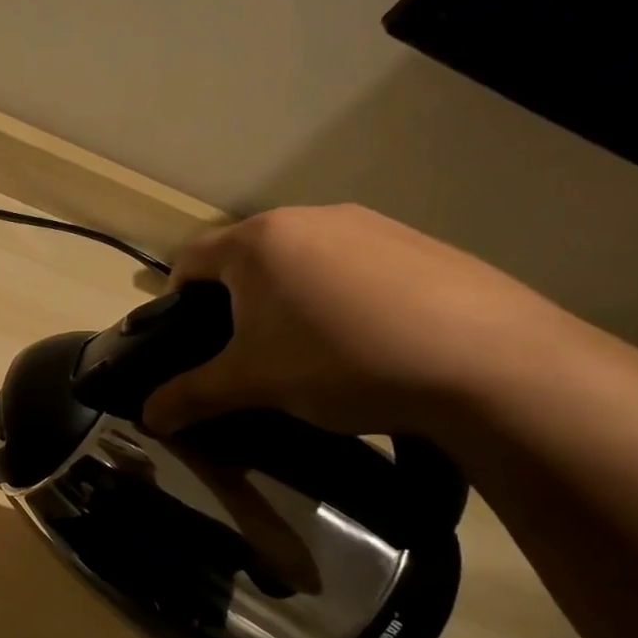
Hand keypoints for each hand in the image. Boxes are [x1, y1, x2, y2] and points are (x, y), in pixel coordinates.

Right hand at [140, 205, 580, 438]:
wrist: (489, 364)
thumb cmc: (339, 361)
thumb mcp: (251, 385)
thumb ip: (190, 397)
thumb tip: (148, 419)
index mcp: (258, 241)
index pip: (188, 260)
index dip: (174, 302)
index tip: (186, 342)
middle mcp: (310, 218)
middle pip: (245, 258)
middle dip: (234, 302)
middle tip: (245, 353)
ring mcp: (372, 225)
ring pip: (302, 261)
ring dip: (288, 299)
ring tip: (309, 351)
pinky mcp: (421, 244)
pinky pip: (354, 267)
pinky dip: (341, 298)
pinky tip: (366, 342)